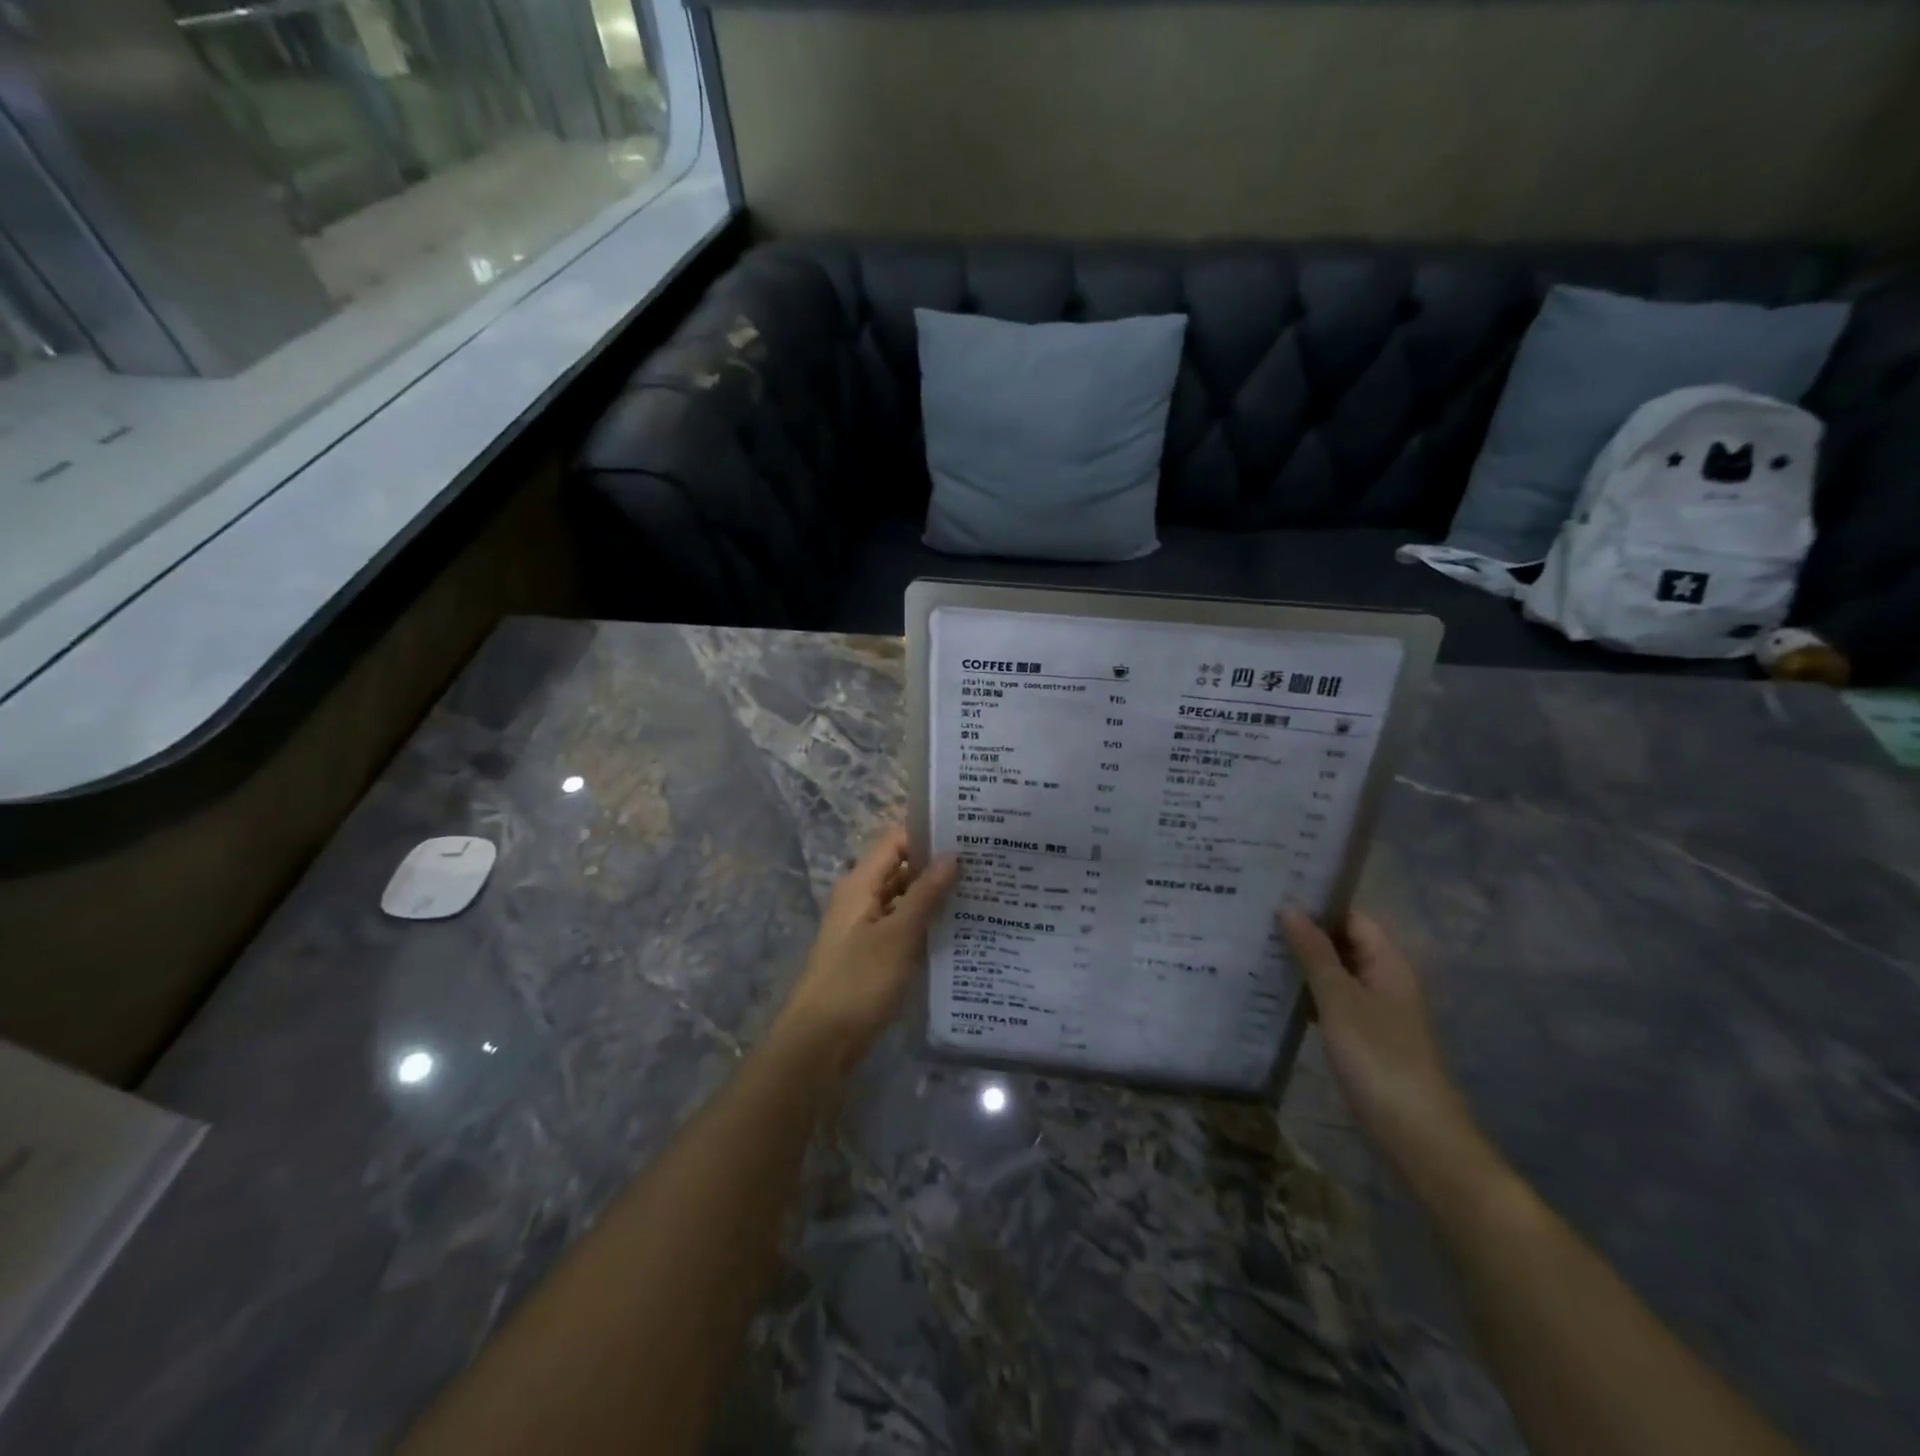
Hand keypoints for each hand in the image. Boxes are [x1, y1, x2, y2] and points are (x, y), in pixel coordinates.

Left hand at [775, 827, 957, 1068]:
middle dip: (937, 865)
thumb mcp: (898, 935)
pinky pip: (903, 925)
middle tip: (984, 863)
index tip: (968, 834)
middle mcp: (861, 898)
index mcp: (860, 884)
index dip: (928, 834)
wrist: (820, 1041)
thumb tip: (952, 855)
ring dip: (934, 895)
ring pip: (904, 898)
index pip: (896, 841)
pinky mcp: (873, 953)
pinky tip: (959, 928)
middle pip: (901, 868)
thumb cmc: (858, 981)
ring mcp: (866, 927)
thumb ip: (925, 894)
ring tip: (980, 891)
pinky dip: (926, 922)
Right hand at [1281, 910, 1488, 1194]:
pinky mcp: (1363, 1037)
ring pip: (1334, 973)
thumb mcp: (1339, 999)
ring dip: (1302, 963)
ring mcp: (1375, 1011)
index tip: (1273, 892)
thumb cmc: (1378, 1057)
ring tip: (1255, 947)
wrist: (1415, 1134)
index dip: (1316, 903)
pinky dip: (1307, 994)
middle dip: (1303, 931)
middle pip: (1342, 943)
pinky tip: (1273, 992)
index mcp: (1387, 963)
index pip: (1351, 917)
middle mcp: (1384, 980)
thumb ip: (1314, 953)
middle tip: (1254, 918)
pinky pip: (1332, 1001)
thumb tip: (1289, 908)